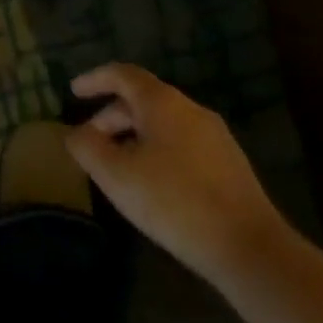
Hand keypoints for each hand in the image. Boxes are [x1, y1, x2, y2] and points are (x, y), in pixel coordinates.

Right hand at [66, 62, 291, 289]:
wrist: (249, 247)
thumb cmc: (174, 202)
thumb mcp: (116, 176)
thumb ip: (87, 148)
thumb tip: (75, 133)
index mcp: (162, 103)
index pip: (123, 75)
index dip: (95, 79)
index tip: (73, 92)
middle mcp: (191, 109)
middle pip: (143, 99)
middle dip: (111, 116)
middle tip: (89, 141)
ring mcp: (215, 136)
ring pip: (163, 123)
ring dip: (133, 135)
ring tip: (116, 165)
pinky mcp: (228, 163)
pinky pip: (181, 142)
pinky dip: (156, 149)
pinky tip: (150, 182)